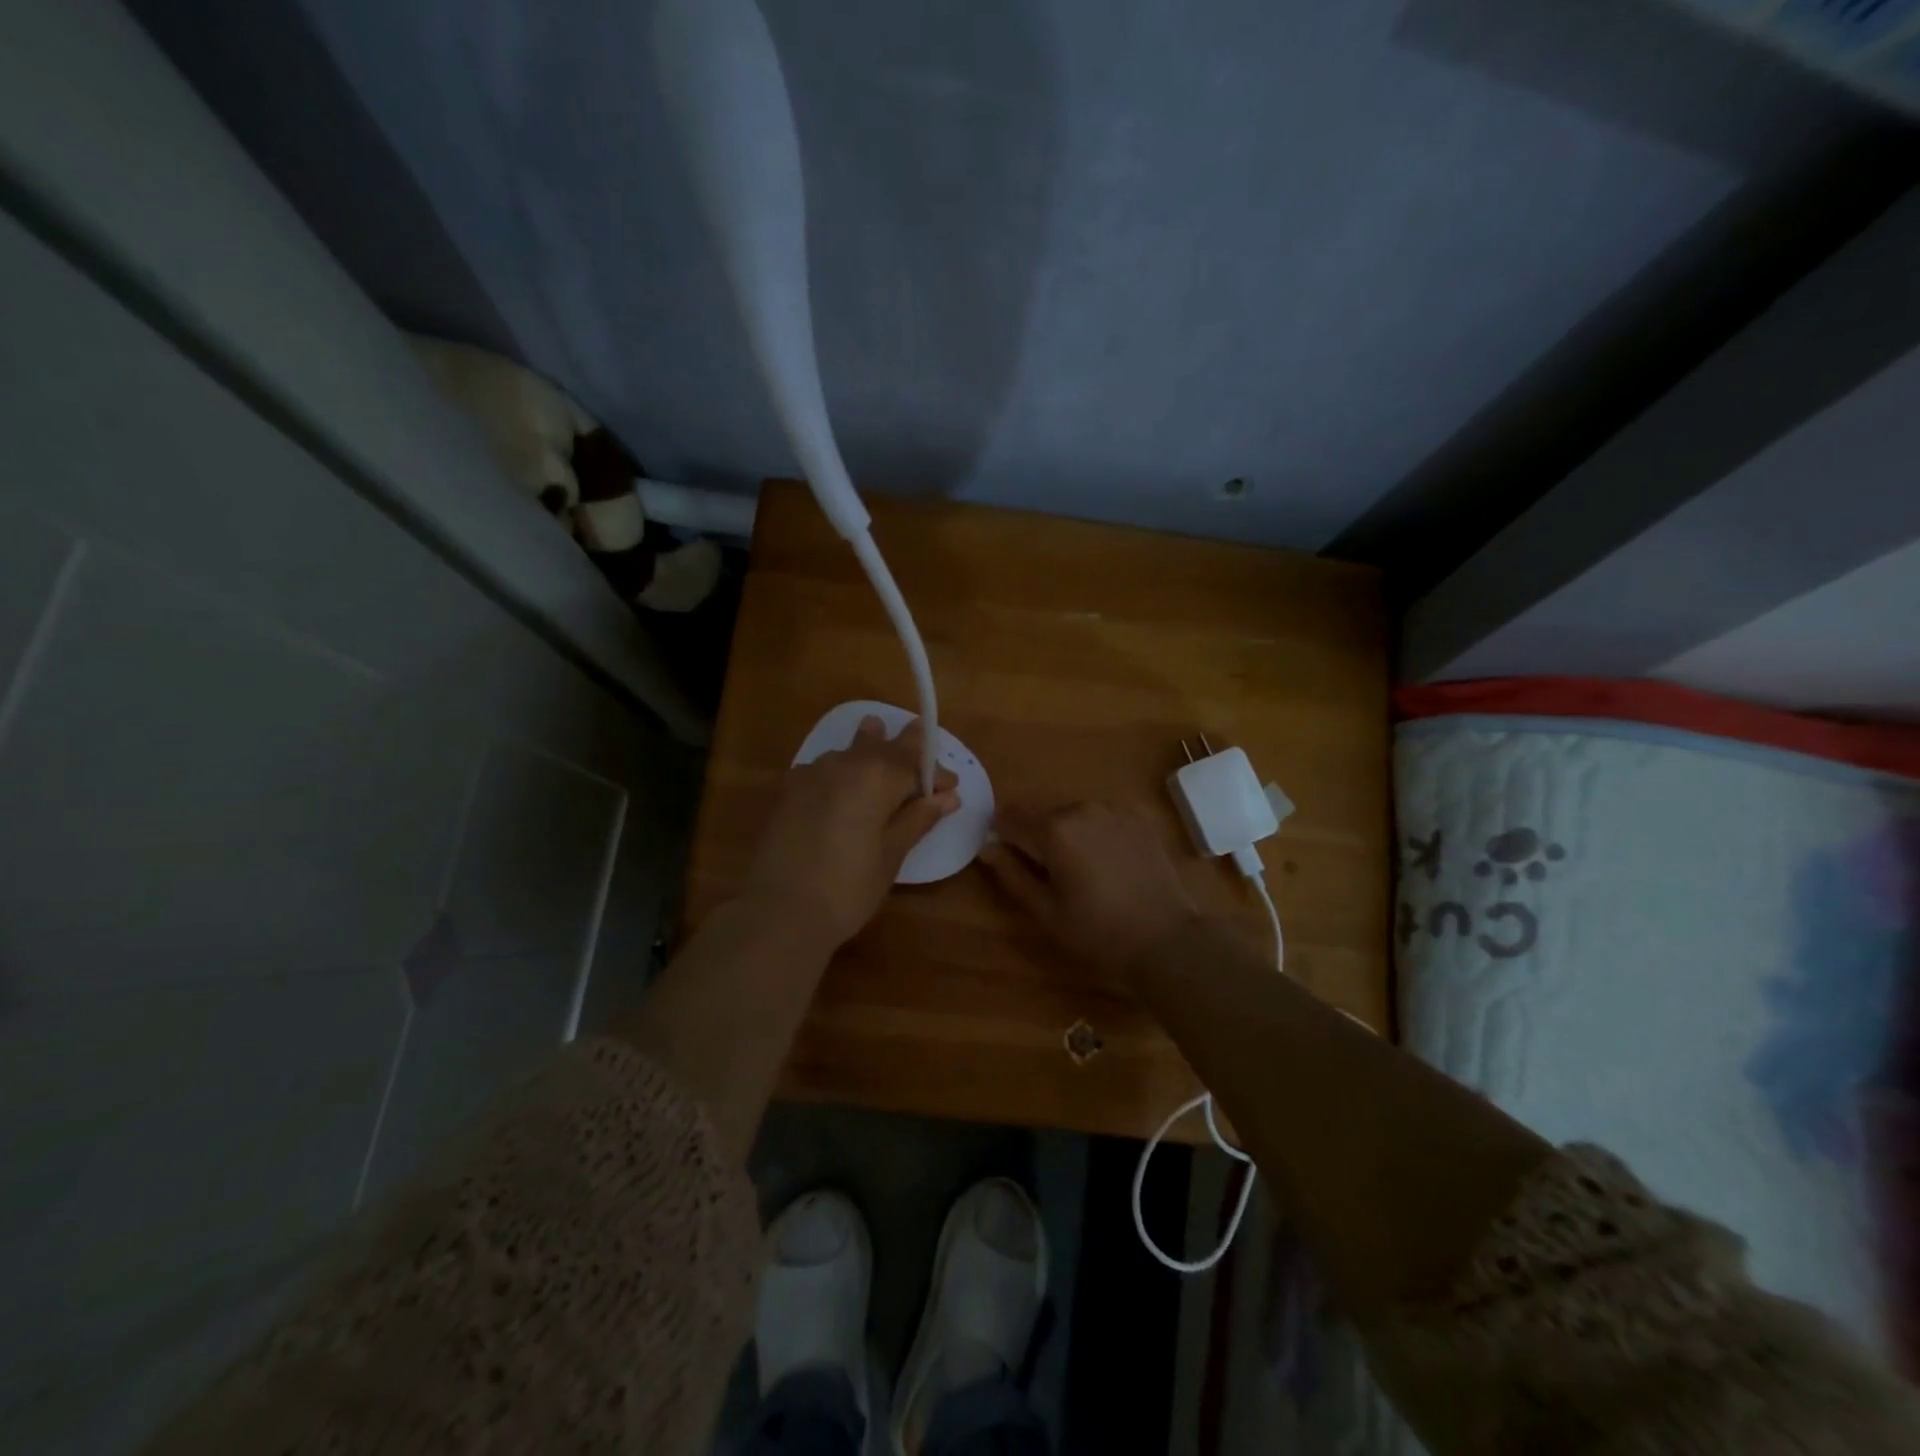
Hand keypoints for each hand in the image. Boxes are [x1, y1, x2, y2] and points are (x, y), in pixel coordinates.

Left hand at [740, 717, 958, 948]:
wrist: (778, 912)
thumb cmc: (847, 888)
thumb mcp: (891, 855)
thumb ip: (917, 819)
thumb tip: (947, 797)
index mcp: (876, 776)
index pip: (915, 763)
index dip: (935, 773)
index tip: (951, 788)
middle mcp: (843, 764)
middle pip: (880, 747)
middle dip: (903, 748)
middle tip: (919, 739)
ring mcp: (810, 774)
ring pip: (848, 753)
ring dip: (868, 750)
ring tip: (879, 737)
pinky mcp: (787, 791)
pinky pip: (822, 768)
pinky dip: (839, 768)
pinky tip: (840, 780)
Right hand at [980, 801, 1199, 987]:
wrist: (1167, 940)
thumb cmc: (1097, 932)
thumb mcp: (1045, 910)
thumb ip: (1011, 873)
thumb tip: (986, 846)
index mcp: (1054, 829)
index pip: (1009, 818)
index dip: (1002, 837)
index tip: (1007, 859)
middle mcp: (1081, 807)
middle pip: (1042, 813)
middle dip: (1036, 836)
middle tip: (1047, 873)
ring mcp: (1114, 809)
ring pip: (1073, 813)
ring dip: (1067, 832)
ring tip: (1081, 870)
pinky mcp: (1139, 817)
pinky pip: (1103, 817)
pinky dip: (1096, 831)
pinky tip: (1108, 861)